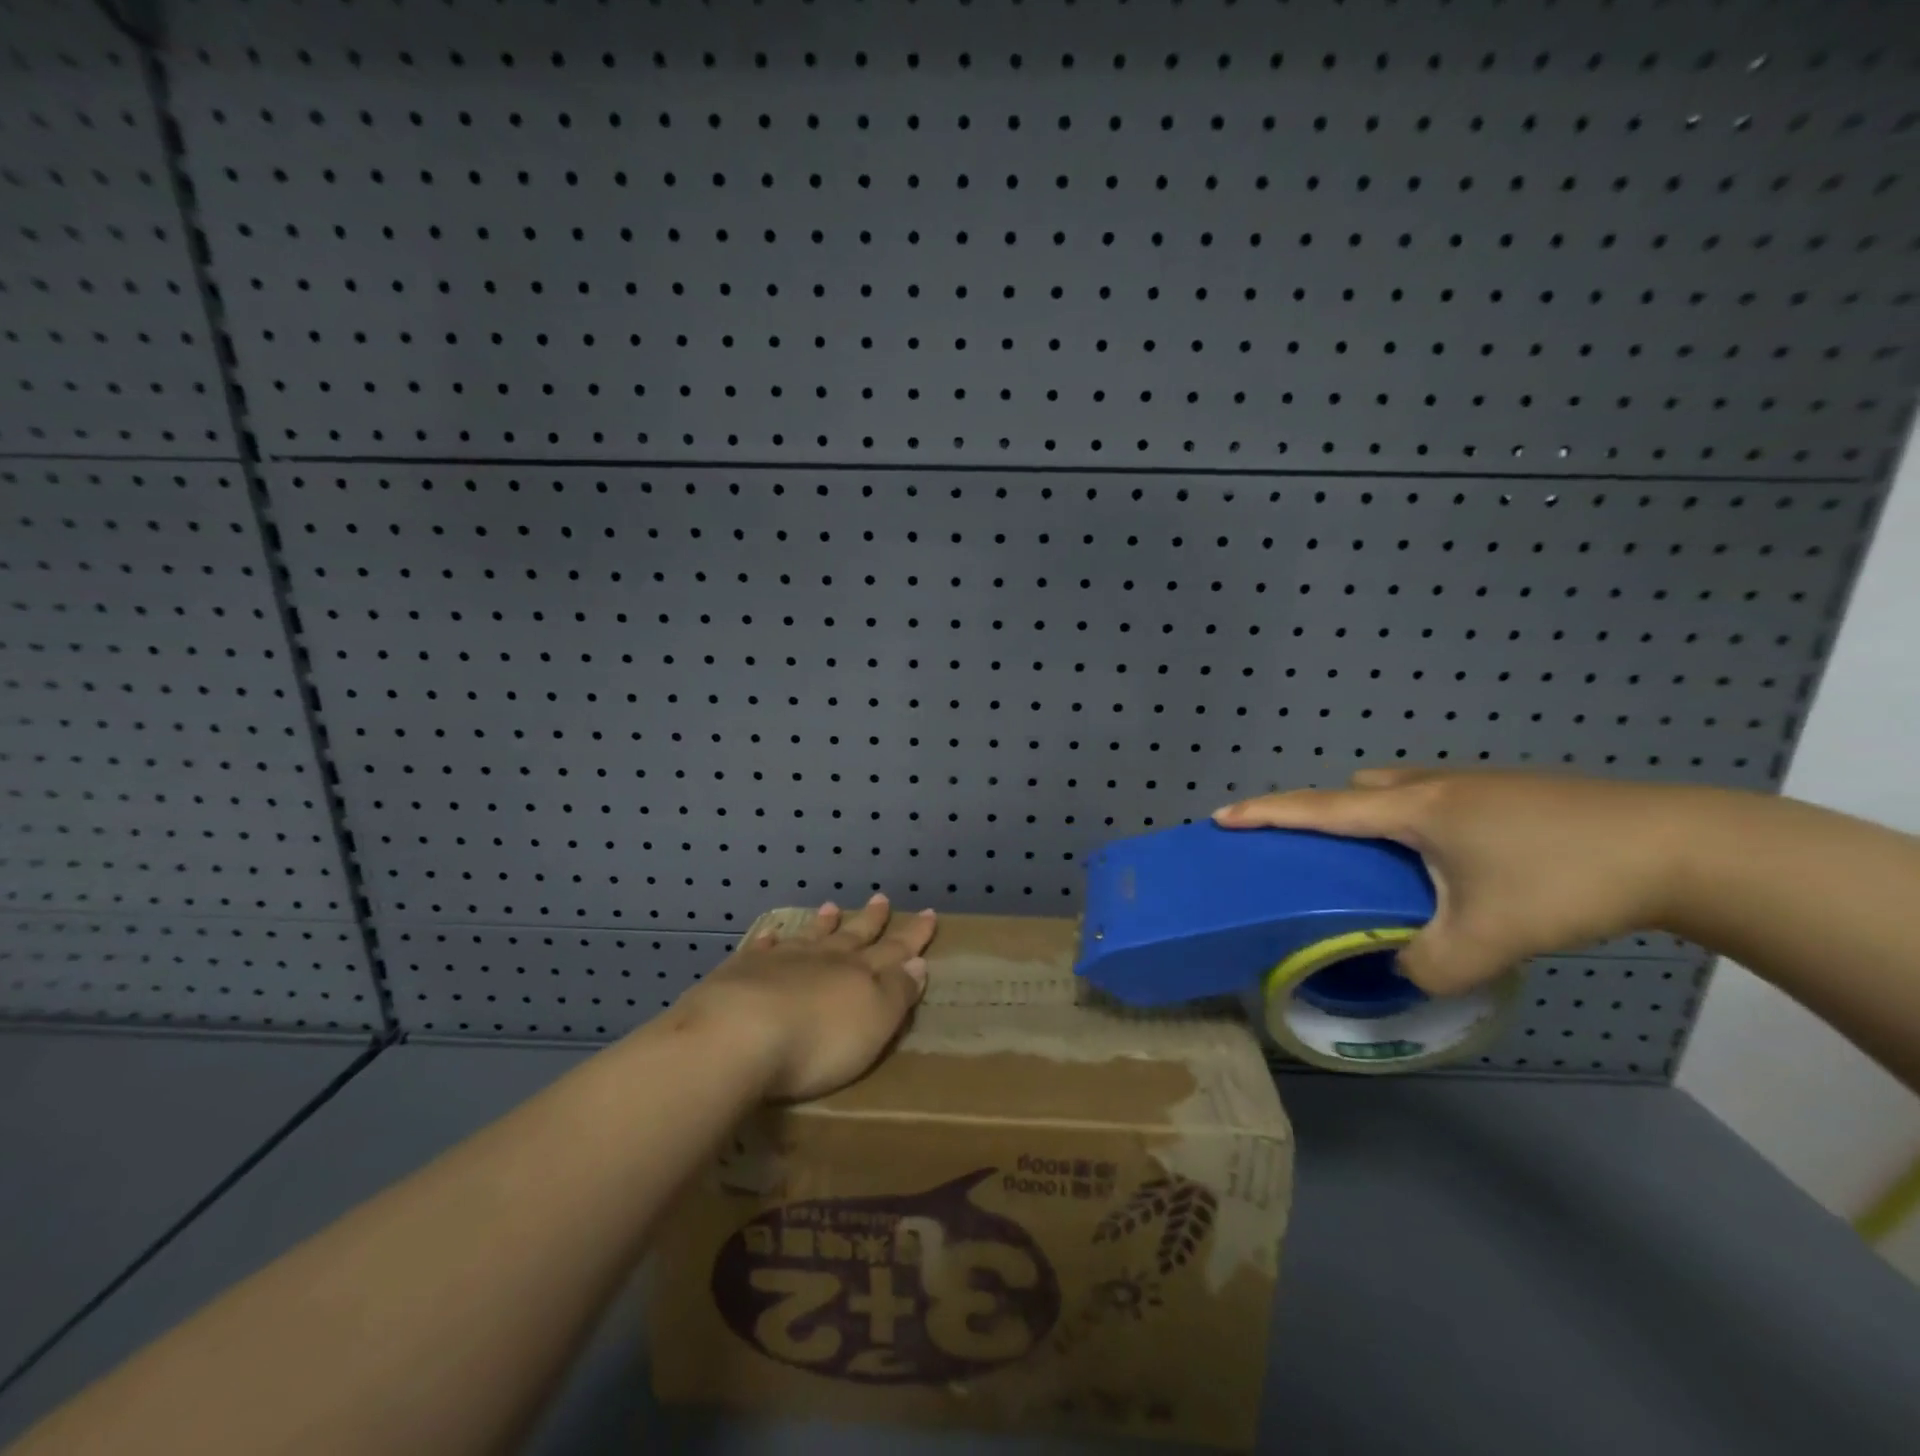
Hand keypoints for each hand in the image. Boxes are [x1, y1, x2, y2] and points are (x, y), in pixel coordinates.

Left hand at [669, 893, 935, 1101]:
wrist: (738, 1036)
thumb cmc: (817, 1042)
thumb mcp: (874, 1023)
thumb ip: (897, 992)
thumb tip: (917, 963)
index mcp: (860, 975)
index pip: (894, 951)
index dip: (913, 936)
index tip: (928, 914)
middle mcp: (823, 960)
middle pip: (853, 937)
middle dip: (871, 921)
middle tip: (882, 899)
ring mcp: (781, 962)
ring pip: (809, 937)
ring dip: (823, 924)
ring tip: (831, 907)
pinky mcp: (742, 972)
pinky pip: (761, 948)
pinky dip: (769, 940)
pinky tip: (770, 934)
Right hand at [1213, 768, 1705, 994]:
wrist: (1679, 847)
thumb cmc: (1564, 879)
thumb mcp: (1488, 938)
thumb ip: (1429, 965)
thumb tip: (1403, 972)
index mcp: (1412, 810)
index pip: (1319, 809)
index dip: (1266, 814)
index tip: (1222, 818)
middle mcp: (1433, 786)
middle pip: (1357, 792)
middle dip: (1328, 816)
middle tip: (1325, 860)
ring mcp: (1474, 785)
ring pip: (1400, 792)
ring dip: (1377, 820)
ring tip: (1388, 869)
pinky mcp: (1508, 794)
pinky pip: (1435, 801)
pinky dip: (1419, 826)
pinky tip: (1454, 867)